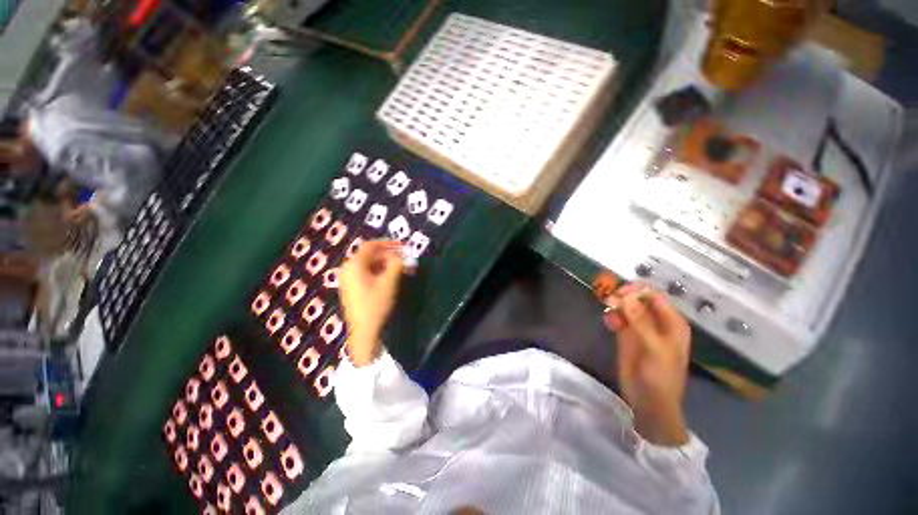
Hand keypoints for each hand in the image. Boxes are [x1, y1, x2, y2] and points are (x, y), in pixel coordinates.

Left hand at [339, 240, 405, 366]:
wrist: (364, 331)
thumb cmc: (376, 304)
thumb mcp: (389, 282)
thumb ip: (397, 264)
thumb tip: (402, 255)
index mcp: (354, 265)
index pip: (371, 246)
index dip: (388, 243)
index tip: (402, 246)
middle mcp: (348, 269)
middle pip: (370, 255)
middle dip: (388, 255)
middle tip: (404, 259)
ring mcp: (348, 279)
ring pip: (369, 265)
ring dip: (385, 264)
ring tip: (400, 269)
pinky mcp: (352, 288)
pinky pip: (366, 273)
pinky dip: (379, 272)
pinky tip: (390, 277)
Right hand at [604, 284, 691, 446]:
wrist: (648, 401)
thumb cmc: (660, 376)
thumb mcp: (654, 348)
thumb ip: (640, 322)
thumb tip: (626, 298)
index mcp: (671, 322)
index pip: (655, 296)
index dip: (638, 291)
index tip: (620, 292)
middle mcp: (656, 321)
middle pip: (638, 299)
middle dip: (623, 296)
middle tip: (609, 300)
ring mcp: (640, 328)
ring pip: (626, 308)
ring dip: (615, 306)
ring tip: (607, 309)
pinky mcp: (626, 336)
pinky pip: (618, 319)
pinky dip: (611, 317)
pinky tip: (607, 322)